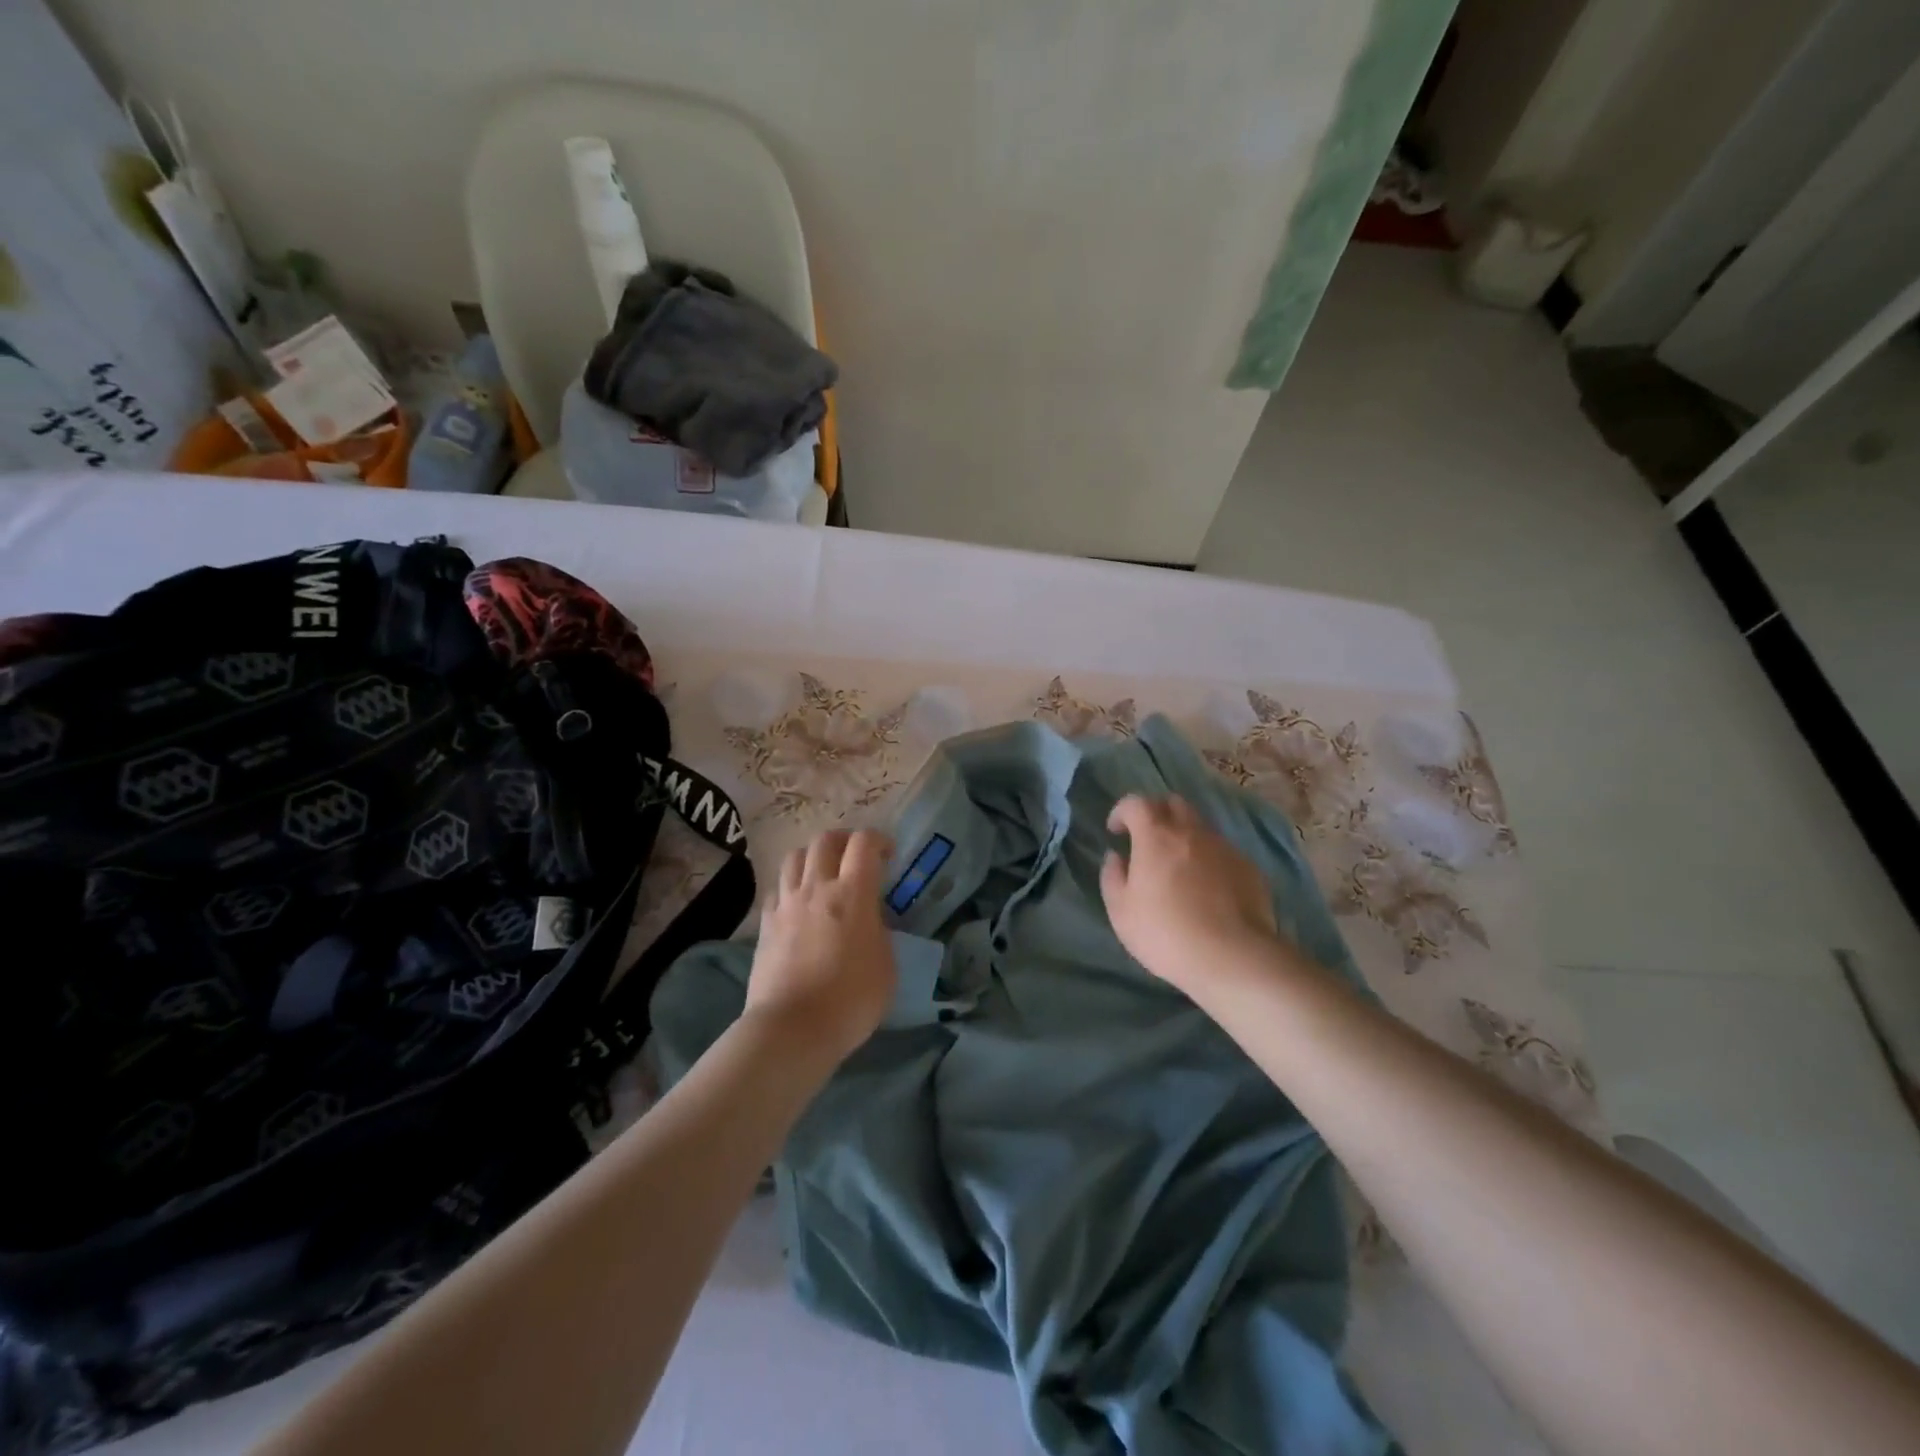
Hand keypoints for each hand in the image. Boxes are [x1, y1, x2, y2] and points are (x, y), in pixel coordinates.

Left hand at [744, 829, 897, 1061]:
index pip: (864, 843)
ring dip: (813, 857)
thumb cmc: (851, 1000)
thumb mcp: (886, 965)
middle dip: (844, 840)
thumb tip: (869, 920)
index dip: (879, 840)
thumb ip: (879, 931)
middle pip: (825, 839)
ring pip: (795, 856)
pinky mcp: (765, 924)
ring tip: (824, 874)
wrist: (792, 1029)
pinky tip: (799, 905)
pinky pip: (777, 888)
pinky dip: (791, 887)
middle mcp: (817, 888)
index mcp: (853, 893)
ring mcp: (787, 903)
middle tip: (856, 858)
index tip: (889, 855)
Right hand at [1099, 795, 1278, 994]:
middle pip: (1173, 803)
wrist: (1232, 957)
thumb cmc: (1165, 933)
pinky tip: (1207, 889)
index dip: (1122, 811)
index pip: (1136, 803)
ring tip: (1178, 868)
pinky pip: (1222, 852)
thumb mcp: (1121, 911)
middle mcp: (1192, 832)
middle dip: (1156, 814)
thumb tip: (1116, 858)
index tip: (1116, 832)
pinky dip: (1208, 859)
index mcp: (1156, 836)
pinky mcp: (1248, 868)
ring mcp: (1224, 848)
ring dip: (1184, 837)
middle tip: (1147, 841)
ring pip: (1200, 827)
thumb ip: (1112, 877)